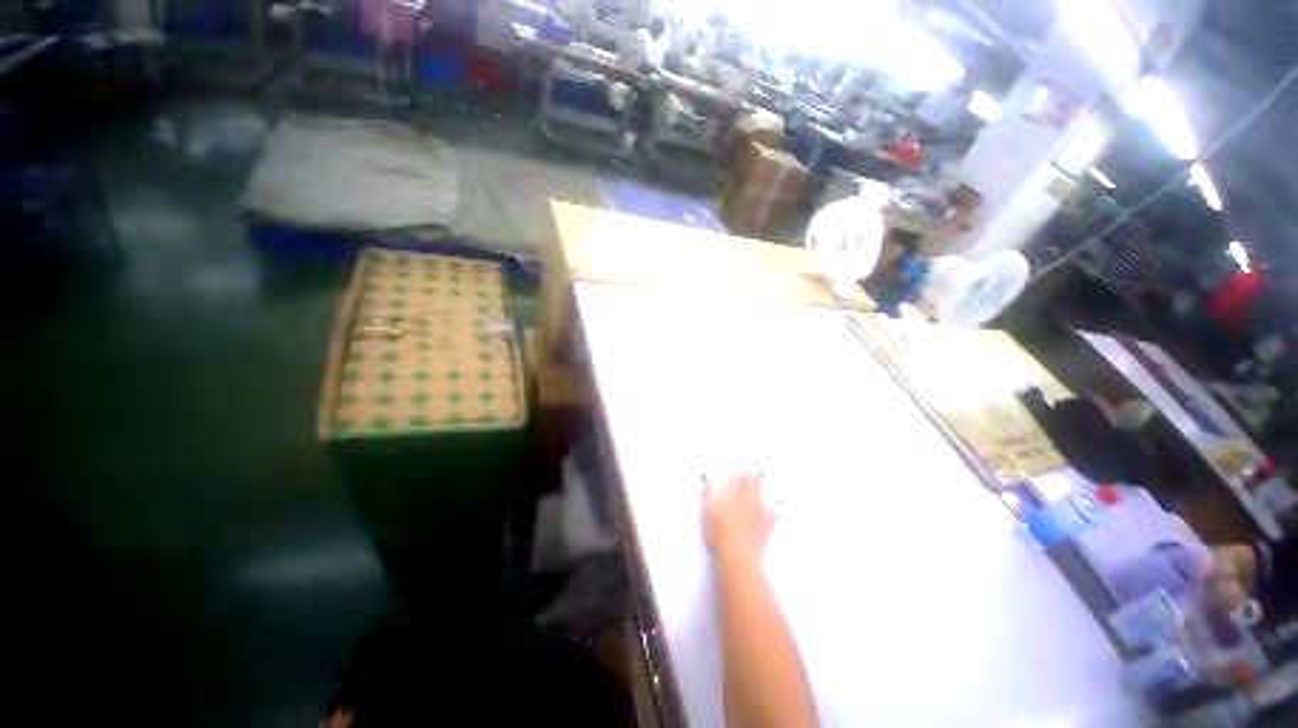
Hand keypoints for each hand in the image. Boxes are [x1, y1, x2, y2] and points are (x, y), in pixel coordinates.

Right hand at [703, 470, 775, 562]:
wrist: (737, 555)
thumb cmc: (718, 534)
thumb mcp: (705, 513)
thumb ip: (706, 495)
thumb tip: (707, 481)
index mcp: (731, 497)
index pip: (736, 480)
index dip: (738, 473)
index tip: (739, 467)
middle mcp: (746, 502)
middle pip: (750, 485)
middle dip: (751, 476)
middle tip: (752, 469)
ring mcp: (757, 514)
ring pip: (761, 496)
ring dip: (760, 487)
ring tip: (760, 479)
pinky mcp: (765, 528)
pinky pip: (772, 516)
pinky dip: (774, 511)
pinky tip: (775, 508)